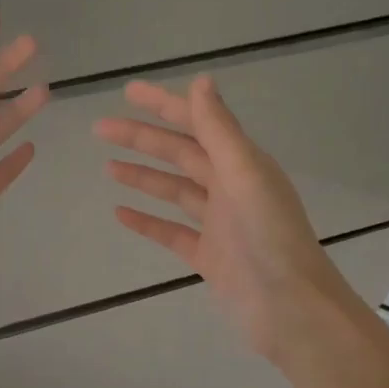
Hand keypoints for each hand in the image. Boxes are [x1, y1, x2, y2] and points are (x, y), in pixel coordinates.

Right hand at [94, 76, 371, 367]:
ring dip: (143, 177)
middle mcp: (231, 188)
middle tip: (100, 129)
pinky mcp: (208, 256)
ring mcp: (218, 224)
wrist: (288, 307)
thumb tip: (200, 81)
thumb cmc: (269, 237)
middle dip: (142, 140)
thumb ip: (220, 130)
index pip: (198, 123)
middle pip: (180, 155)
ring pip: (174, 191)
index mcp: (242, 164)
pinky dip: (148, 222)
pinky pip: (171, 232)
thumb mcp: (245, 175)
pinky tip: (120, 214)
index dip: (164, 106)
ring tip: (107, 168)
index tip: (128, 92)